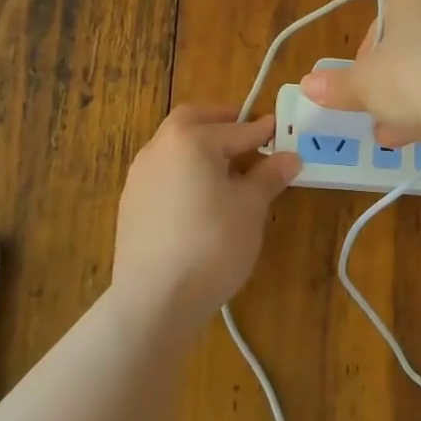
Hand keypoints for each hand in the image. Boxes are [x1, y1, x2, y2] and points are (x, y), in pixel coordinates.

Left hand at [111, 105, 300, 331]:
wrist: (155, 300)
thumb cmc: (212, 244)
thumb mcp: (251, 207)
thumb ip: (269, 175)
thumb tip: (290, 157)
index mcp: (191, 140)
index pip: (237, 128)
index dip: (264, 131)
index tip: (283, 130)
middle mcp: (160, 147)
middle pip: (193, 120)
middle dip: (222, 123)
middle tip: (248, 135)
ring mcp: (139, 174)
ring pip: (174, 145)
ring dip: (200, 146)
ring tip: (227, 168)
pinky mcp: (130, 202)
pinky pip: (163, 172)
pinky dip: (184, 170)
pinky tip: (200, 197)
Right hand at [299, 0, 420, 147]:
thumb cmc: (416, 78)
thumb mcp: (365, 84)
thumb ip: (337, 85)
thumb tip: (308, 85)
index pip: (380, 22)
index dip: (366, 59)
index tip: (362, 86)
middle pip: (408, 45)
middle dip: (390, 82)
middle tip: (377, 112)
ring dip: (412, 98)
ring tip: (395, 134)